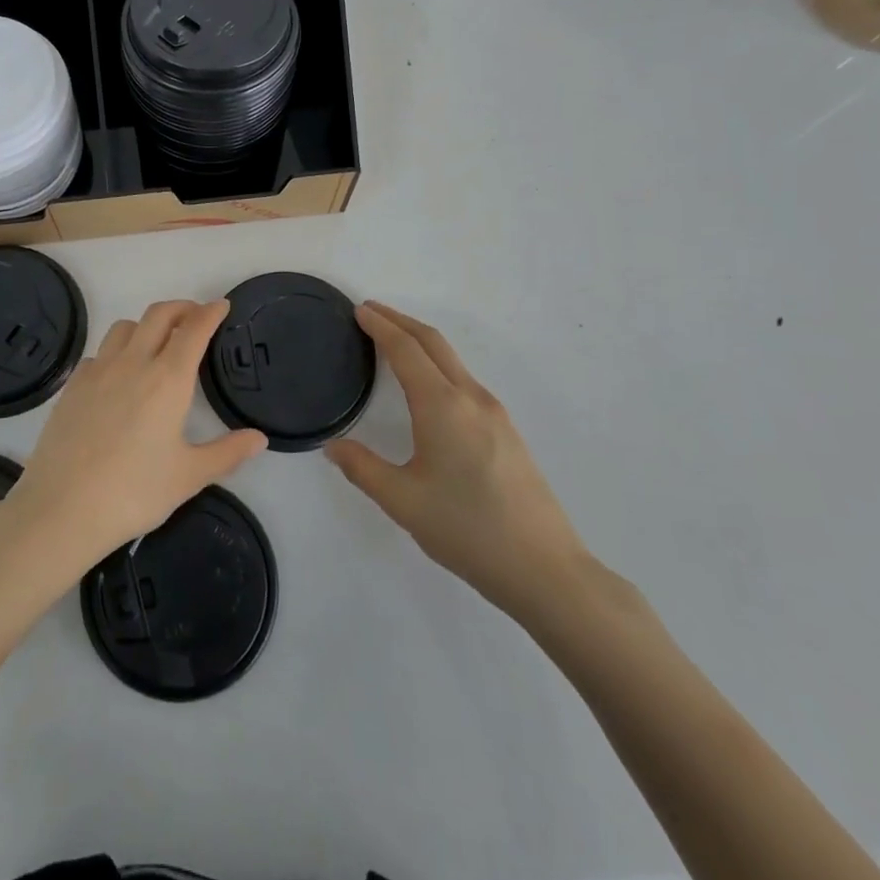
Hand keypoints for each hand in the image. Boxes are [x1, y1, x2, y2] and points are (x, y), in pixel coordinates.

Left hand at [4, 299, 266, 575]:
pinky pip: (99, 352)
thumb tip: (259, 439)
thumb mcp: (188, 477)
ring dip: (147, 324)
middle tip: (195, 317)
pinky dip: (116, 351)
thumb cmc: (133, 492)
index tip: (222, 306)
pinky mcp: (73, 385)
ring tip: (157, 342)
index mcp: (168, 379)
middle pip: (159, 315)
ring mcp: (98, 370)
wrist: (62, 507)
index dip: (210, 312)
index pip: (194, 330)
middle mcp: (133, 362)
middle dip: (182, 308)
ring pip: (125, 327)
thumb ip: (227, 453)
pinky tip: (118, 375)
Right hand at [326, 302, 591, 625]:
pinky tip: (428, 386)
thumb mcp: (403, 501)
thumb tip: (333, 446)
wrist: (546, 570)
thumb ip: (362, 468)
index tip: (359, 310)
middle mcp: (471, 398)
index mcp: (442, 406)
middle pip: (433, 342)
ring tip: (393, 342)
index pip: (406, 350)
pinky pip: (465, 380)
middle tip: (371, 312)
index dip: (380, 326)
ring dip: (420, 341)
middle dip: (400, 321)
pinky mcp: (507, 431)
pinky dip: (438, 364)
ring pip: (452, 360)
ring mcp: (495, 413)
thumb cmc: (468, 530)